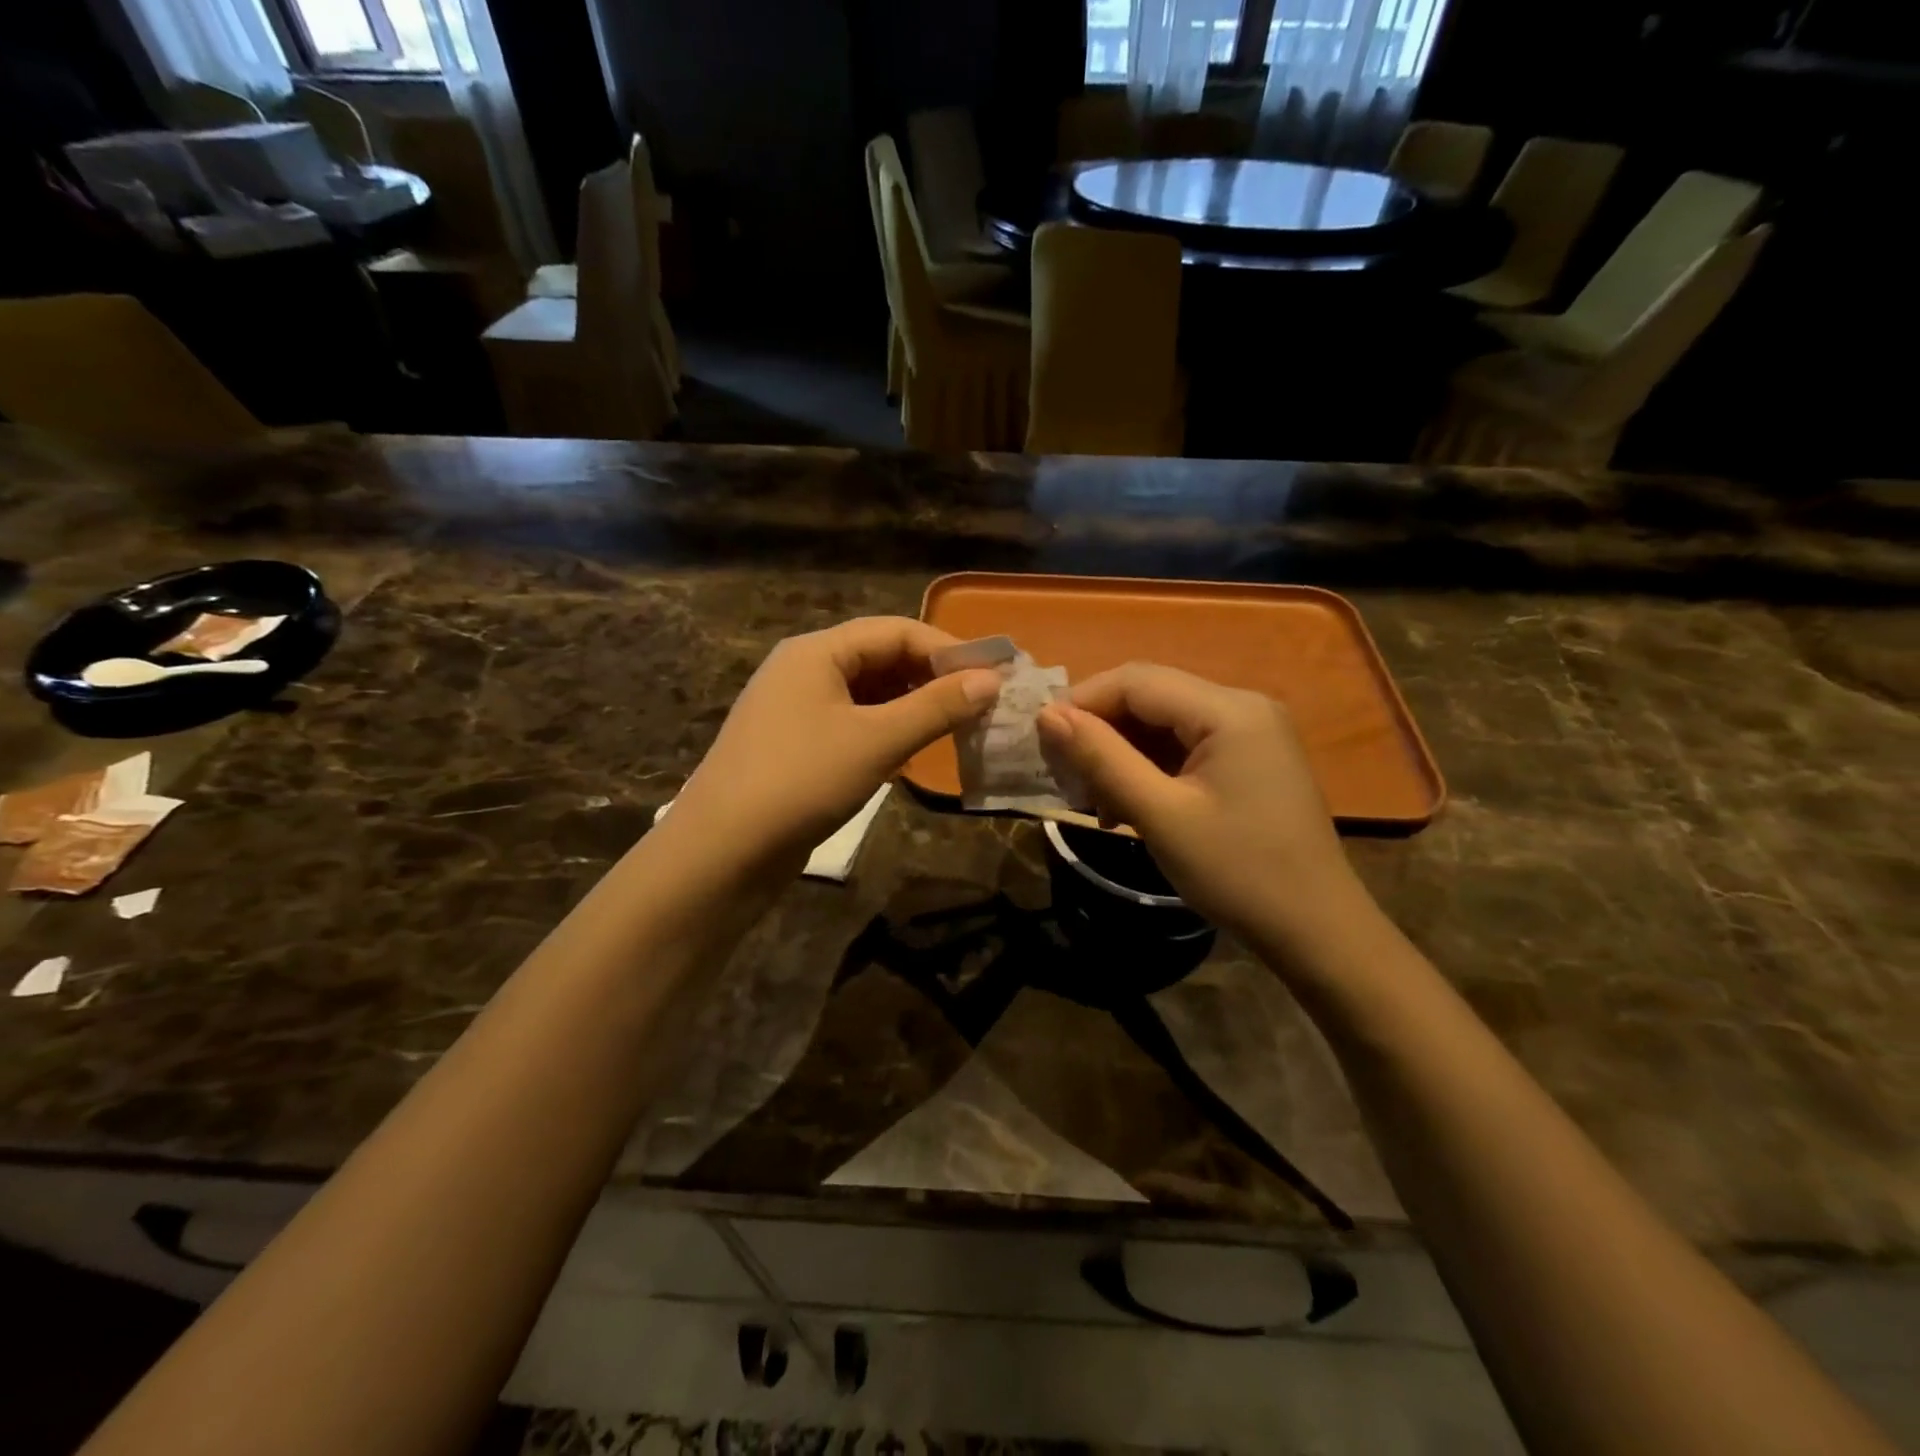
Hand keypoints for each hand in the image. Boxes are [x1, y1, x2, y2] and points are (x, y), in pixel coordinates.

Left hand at [671, 617, 1000, 877]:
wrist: (722, 852)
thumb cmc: (802, 782)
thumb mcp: (877, 741)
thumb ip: (936, 707)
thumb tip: (991, 679)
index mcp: (817, 651)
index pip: (896, 631)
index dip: (947, 650)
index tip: (993, 677)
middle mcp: (804, 670)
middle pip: (881, 659)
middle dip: (931, 679)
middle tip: (979, 706)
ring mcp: (796, 709)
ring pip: (868, 695)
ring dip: (911, 707)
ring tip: (954, 730)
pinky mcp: (795, 746)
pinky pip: (852, 724)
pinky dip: (886, 732)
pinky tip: (910, 754)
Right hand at [1037, 663, 1371, 949]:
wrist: (1317, 933)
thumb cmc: (1238, 874)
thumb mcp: (1160, 815)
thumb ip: (1101, 758)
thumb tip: (1046, 715)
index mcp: (1229, 710)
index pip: (1135, 680)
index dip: (1081, 703)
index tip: (1041, 744)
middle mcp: (1242, 706)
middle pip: (1149, 698)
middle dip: (1100, 733)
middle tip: (1066, 780)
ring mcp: (1250, 733)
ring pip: (1162, 724)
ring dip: (1120, 756)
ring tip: (1096, 804)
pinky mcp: (1249, 760)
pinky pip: (1184, 748)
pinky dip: (1148, 770)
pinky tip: (1128, 808)